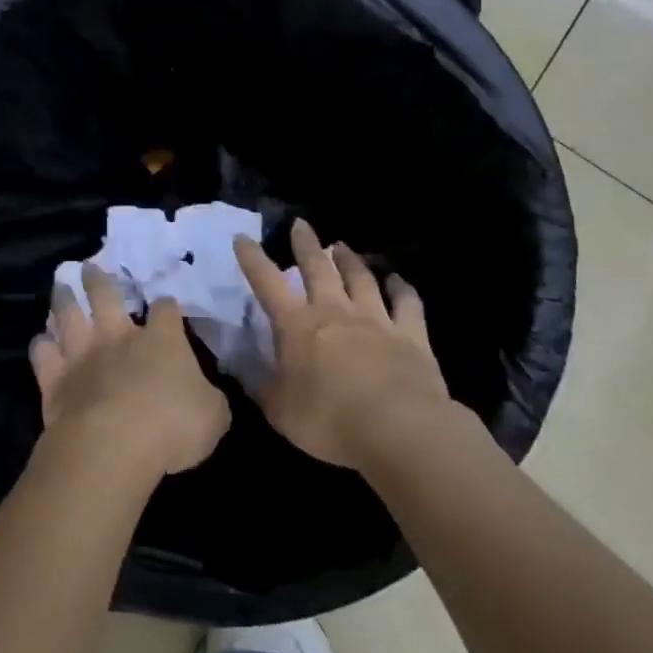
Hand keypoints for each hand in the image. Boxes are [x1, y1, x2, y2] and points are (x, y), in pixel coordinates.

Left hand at [31, 264, 231, 478]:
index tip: (166, 305)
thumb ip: (209, 399)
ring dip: (64, 299)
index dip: (167, 306)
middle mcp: (119, 337)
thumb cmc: (172, 427)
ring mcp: (83, 355)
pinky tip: (42, 341)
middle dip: (98, 279)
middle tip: (89, 266)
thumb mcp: (214, 416)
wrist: (114, 446)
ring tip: (61, 285)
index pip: (166, 310)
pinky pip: (43, 355)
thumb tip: (205, 395)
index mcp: (162, 341)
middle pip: (106, 295)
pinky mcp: (55, 380)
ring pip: (68, 315)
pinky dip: (42, 345)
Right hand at [235, 219, 463, 469]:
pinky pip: (406, 303)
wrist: (398, 428)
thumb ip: (262, 386)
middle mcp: (334, 311)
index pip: (267, 283)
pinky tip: (398, 280)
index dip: (253, 259)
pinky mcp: (410, 334)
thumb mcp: (280, 411)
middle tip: (301, 224)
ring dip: (350, 260)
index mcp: (297, 326)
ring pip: (360, 278)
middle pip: (318, 267)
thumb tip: (242, 367)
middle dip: (306, 244)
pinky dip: (402, 288)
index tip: (243, 237)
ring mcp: (375, 318)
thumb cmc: (329, 421)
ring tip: (342, 246)